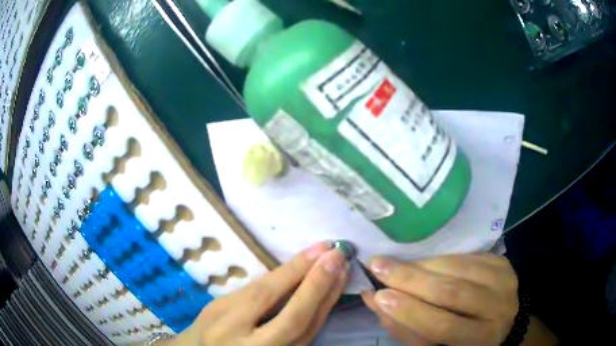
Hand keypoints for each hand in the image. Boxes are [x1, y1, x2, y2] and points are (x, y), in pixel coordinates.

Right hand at [164, 242, 348, 345]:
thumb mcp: (220, 307)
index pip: (264, 296)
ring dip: (328, 298)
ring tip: (342, 270)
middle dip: (318, 285)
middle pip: (294, 319)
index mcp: (228, 327)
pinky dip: (323, 313)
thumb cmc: (211, 329)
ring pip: (309, 330)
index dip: (294, 271)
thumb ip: (251, 294)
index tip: (319, 247)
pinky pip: (310, 336)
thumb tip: (292, 272)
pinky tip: (332, 294)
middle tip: (338, 256)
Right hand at [361, 254, 518, 344]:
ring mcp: (504, 281)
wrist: (498, 318)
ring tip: (394, 263)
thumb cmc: (459, 340)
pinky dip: (439, 258)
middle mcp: (499, 308)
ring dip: (422, 265)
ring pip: (459, 269)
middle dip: (412, 279)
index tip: (380, 295)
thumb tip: (374, 299)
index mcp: (481, 339)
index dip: (411, 312)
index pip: (445, 326)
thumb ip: (405, 327)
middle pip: (454, 292)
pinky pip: (466, 256)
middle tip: (379, 266)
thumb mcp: (432, 345)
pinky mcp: (502, 262)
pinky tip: (421, 261)